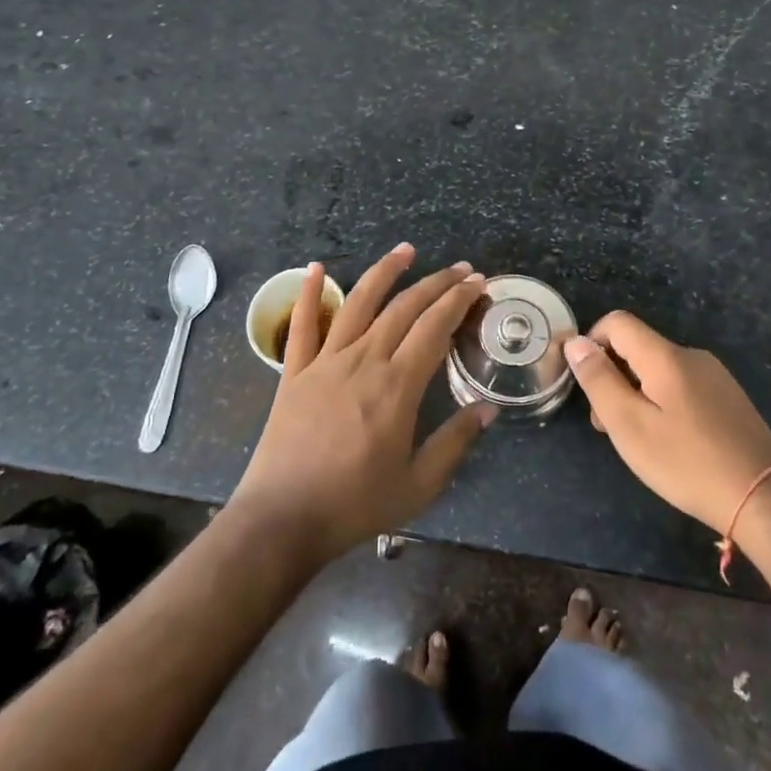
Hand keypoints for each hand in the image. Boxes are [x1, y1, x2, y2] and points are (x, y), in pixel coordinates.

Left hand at [229, 245, 494, 564]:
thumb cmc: (355, 505)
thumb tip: (488, 409)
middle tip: (460, 269)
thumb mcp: (418, 485)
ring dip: (384, 272)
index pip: (435, 328)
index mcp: (397, 385)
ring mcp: (325, 362)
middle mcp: (364, 360)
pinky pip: (303, 324)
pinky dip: (308, 292)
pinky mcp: (294, 372)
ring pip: (359, 303)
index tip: (477, 283)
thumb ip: (454, 443)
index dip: (458, 301)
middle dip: (436, 283)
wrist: (282, 519)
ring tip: (405, 251)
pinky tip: (316, 267)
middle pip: (404, 308)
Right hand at [566, 312, 770, 535]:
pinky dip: (661, 402)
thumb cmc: (687, 462)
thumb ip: (599, 380)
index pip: (617, 322)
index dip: (592, 343)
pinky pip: (681, 385)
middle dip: (613, 376)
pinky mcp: (728, 398)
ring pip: (658, 369)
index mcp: (665, 355)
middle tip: (607, 425)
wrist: (765, 497)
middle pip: (637, 347)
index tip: (586, 383)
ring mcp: (714, 376)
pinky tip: (669, 442)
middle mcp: (691, 355)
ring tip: (637, 440)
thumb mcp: (629, 425)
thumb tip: (576, 343)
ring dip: (636, 393)